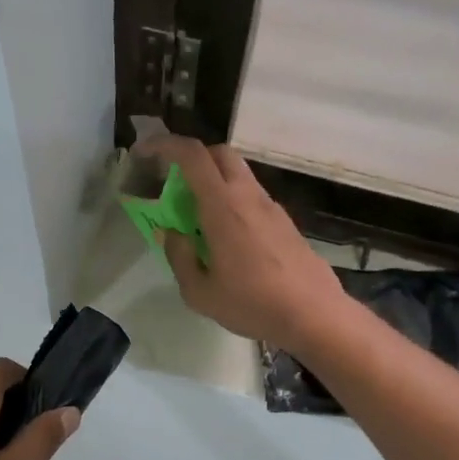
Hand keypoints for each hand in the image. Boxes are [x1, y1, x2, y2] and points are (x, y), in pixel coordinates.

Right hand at [140, 135, 348, 352]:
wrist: (314, 315)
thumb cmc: (252, 304)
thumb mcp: (200, 292)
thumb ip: (179, 256)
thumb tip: (170, 233)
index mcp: (223, 206)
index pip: (192, 155)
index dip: (164, 145)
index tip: (144, 153)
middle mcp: (248, 196)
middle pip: (218, 153)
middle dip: (191, 157)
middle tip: (172, 182)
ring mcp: (271, 206)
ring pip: (238, 174)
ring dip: (213, 180)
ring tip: (197, 215)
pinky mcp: (284, 221)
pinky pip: (251, 196)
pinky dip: (231, 200)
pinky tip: (226, 236)